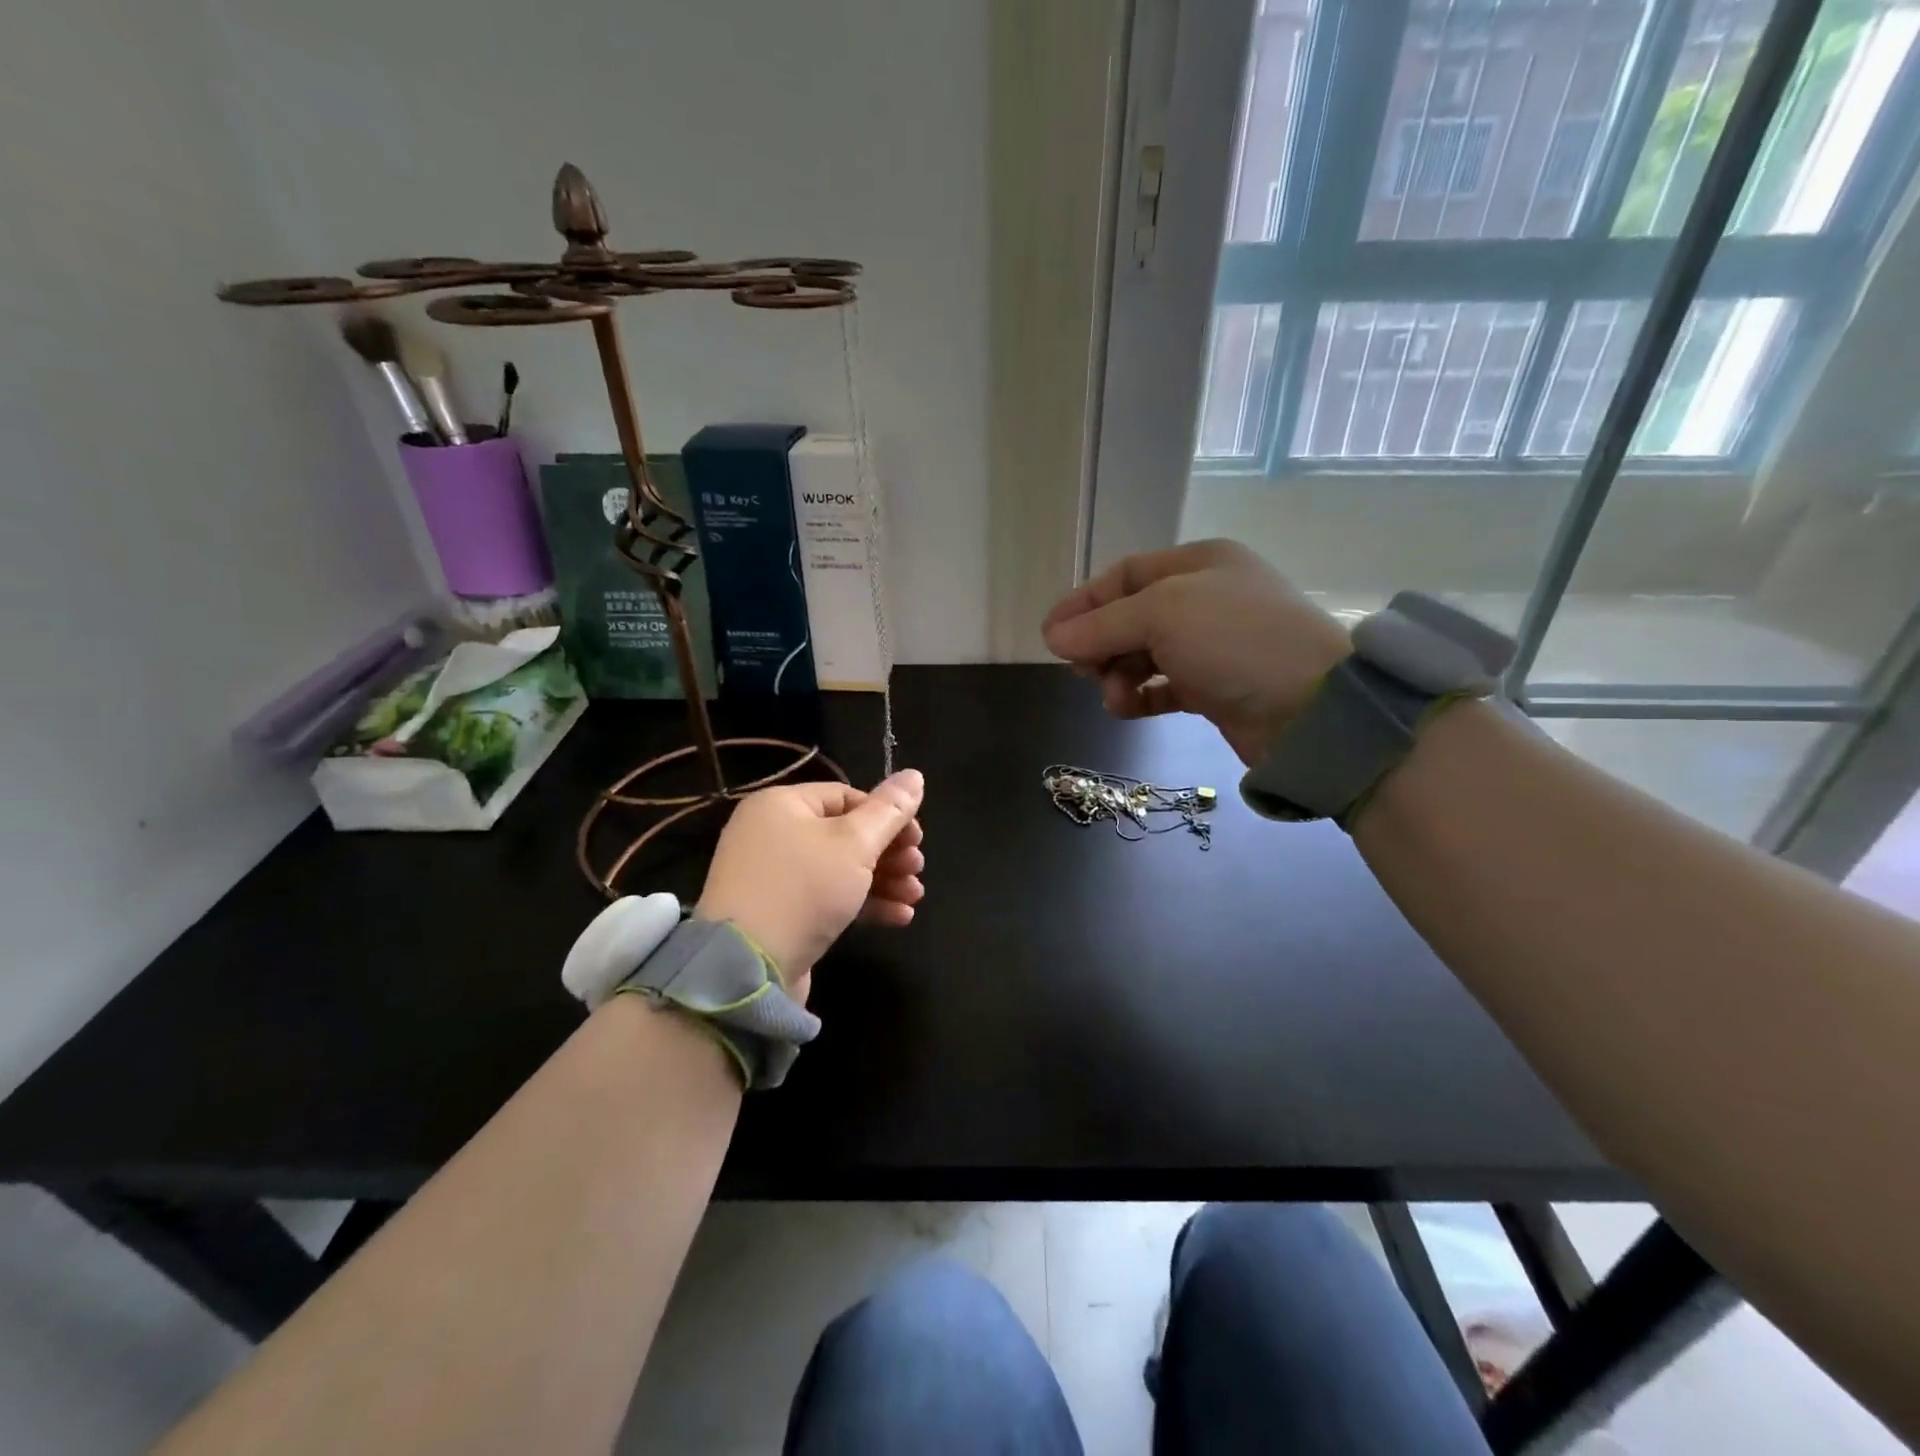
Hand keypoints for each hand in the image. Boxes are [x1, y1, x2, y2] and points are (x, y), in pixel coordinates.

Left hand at [696, 769, 925, 1001]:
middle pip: (845, 833)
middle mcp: (771, 834)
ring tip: (914, 896)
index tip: (917, 839)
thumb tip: (915, 775)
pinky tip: (900, 917)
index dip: (886, 815)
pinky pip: (827, 898)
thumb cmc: (803, 889)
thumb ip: (890, 810)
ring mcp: (773, 877)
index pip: (846, 796)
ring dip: (883, 879)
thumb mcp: (855, 844)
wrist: (746, 970)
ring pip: (840, 868)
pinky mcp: (779, 914)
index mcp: (781, 804)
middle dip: (889, 852)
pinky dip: (862, 903)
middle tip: (917, 868)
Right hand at [1041, 539, 1349, 765]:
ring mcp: (1213, 645)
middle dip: (1099, 644)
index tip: (1049, 636)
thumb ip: (1102, 625)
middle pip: (1130, 616)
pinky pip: (1163, 686)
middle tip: (1080, 672)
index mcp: (1197, 564)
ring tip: (1114, 698)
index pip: (1124, 576)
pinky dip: (1141, 696)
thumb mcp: (1162, 615)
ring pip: (1143, 654)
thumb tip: (1053, 637)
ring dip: (1118, 675)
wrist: (1312, 708)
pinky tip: (1128, 709)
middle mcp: (1205, 599)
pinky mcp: (1217, 687)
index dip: (1083, 603)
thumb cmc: (1235, 641)